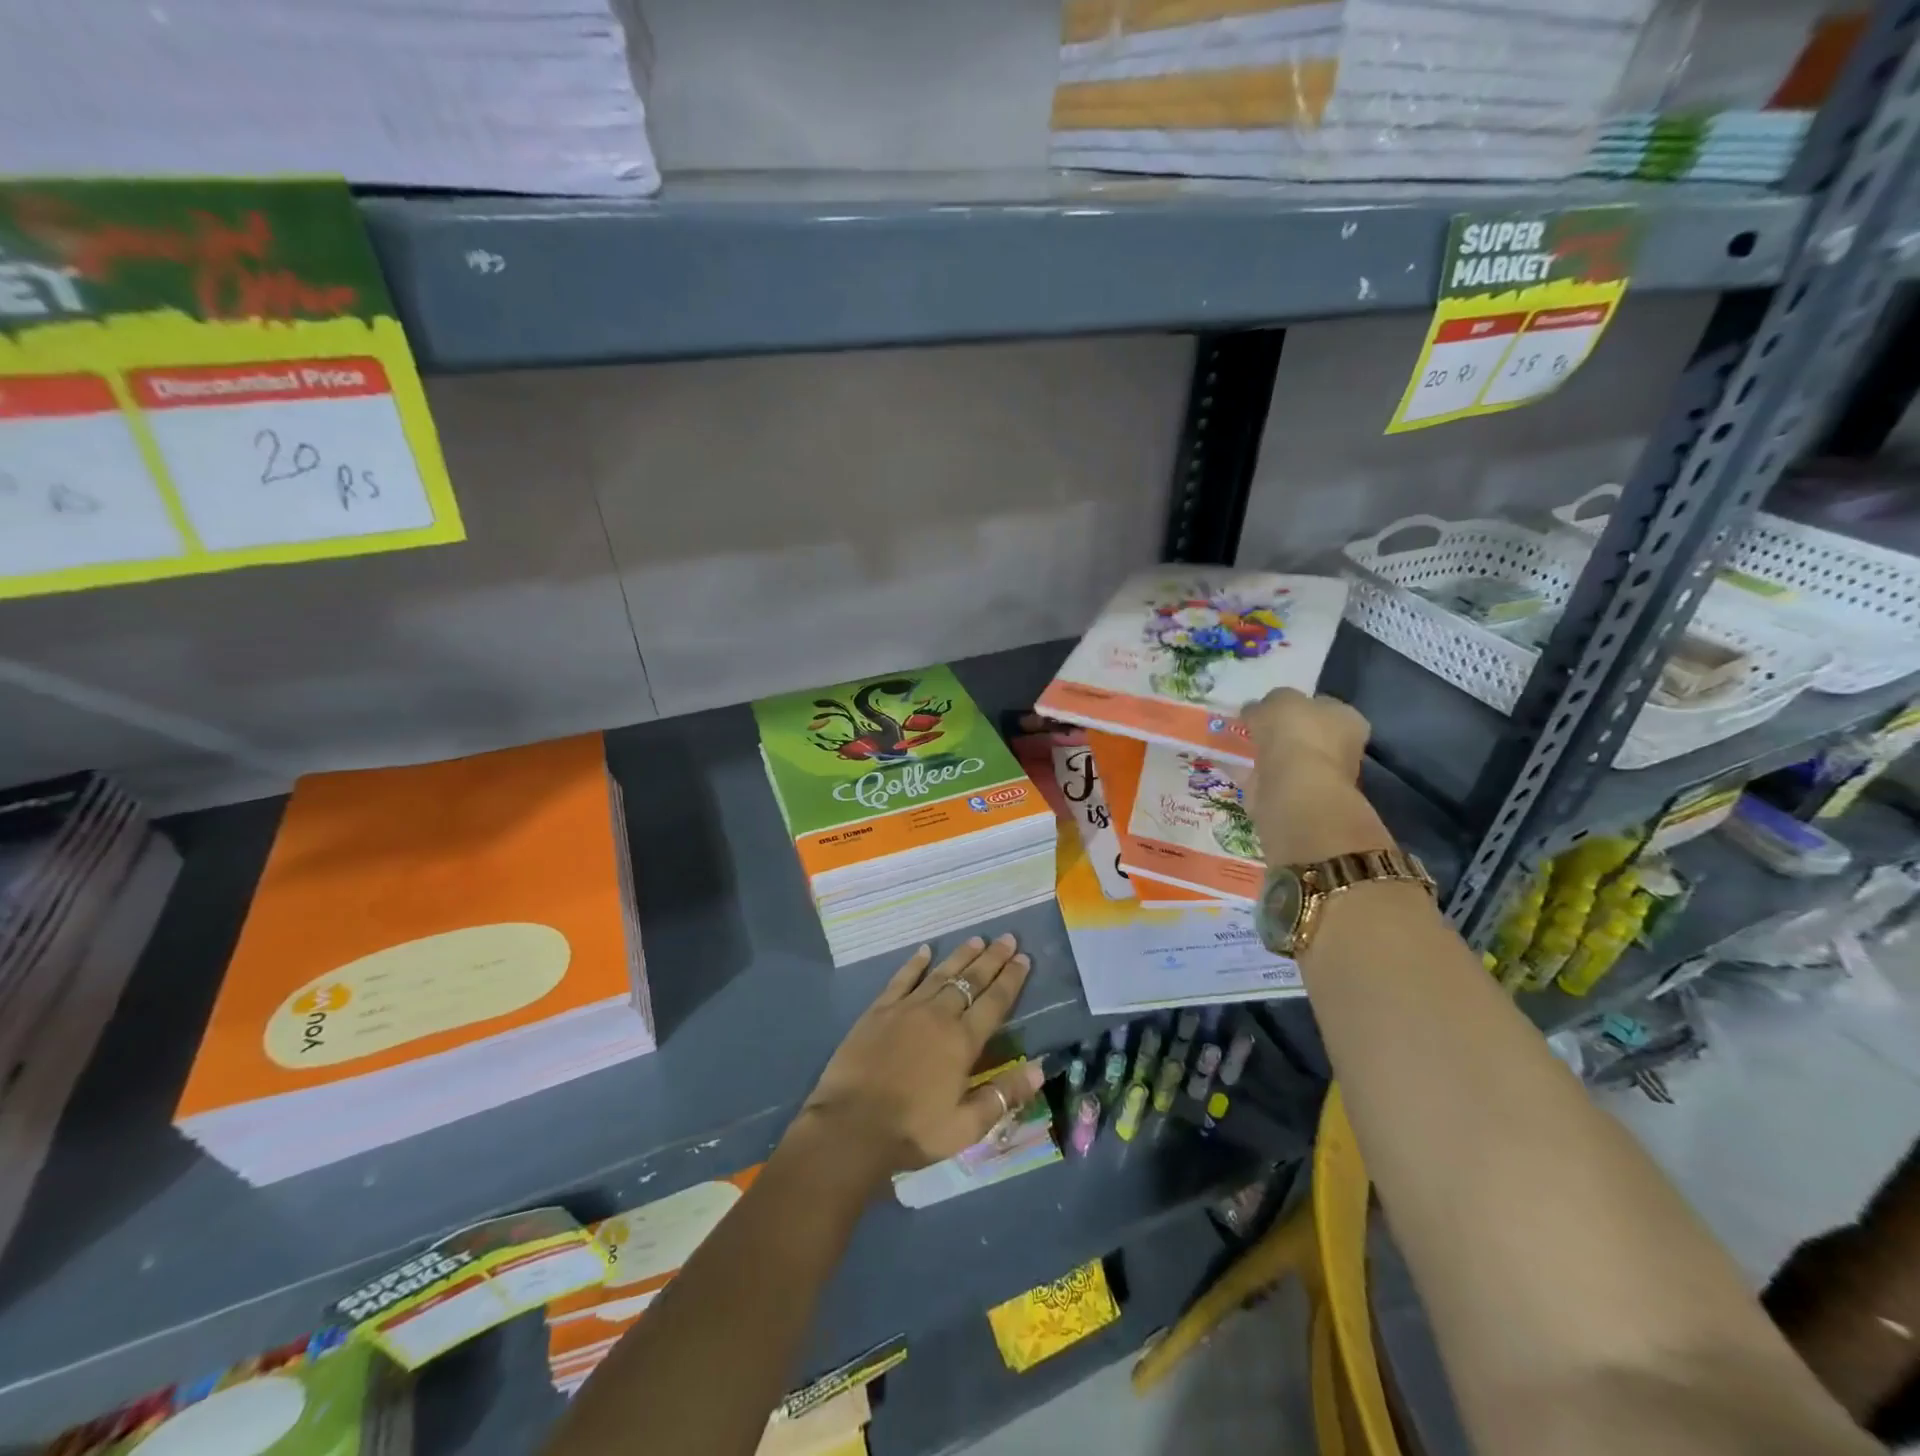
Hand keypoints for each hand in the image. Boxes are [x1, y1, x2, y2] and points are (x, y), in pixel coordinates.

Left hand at [794, 935, 1043, 1182]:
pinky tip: (924, 950)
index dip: (1011, 979)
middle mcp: (938, 1015)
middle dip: (992, 959)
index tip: (1024, 958)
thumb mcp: (966, 1127)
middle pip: (970, 980)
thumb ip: (1003, 1095)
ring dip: (960, 956)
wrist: (850, 1126)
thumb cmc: (912, 1131)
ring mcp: (906, 1008)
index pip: (994, 1002)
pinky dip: (915, 963)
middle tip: (1007, 938)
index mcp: (962, 1042)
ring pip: (940, 974)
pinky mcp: (878, 1010)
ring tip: (977, 939)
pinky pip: (902, 979)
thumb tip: (1040, 1069)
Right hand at [1238, 688, 1393, 864]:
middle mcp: (1336, 747)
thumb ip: (1268, 702)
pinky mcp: (1290, 796)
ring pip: (1281, 757)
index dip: (1294, 704)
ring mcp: (1314, 775)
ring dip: (1259, 751)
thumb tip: (1255, 710)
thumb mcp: (1279, 699)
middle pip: (1301, 733)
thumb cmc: (1297, 734)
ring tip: (1230, 741)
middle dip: (1275, 730)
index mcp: (1345, 718)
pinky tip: (1224, 760)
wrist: (1294, 790)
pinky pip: (1263, 776)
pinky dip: (1245, 770)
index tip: (1268, 705)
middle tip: (1248, 724)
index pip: (1321, 706)